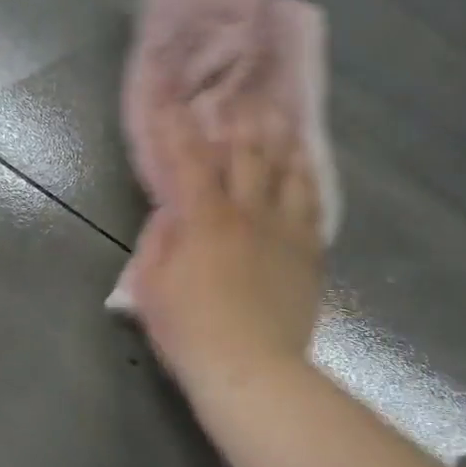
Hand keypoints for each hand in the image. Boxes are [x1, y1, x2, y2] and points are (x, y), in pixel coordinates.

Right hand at [126, 104, 323, 396]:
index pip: (189, 159)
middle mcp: (249, 212)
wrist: (251, 369)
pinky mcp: (309, 253)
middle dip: (240, 122)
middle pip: (248, 154)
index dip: (178, 128)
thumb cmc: (190, 330)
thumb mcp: (152, 285)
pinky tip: (307, 168)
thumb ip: (159, 241)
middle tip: (241, 97)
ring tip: (281, 117)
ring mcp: (285, 231)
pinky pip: (313, 206)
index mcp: (205, 218)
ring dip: (281, 141)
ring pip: (288, 172)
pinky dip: (308, 179)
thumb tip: (171, 212)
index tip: (172, 102)